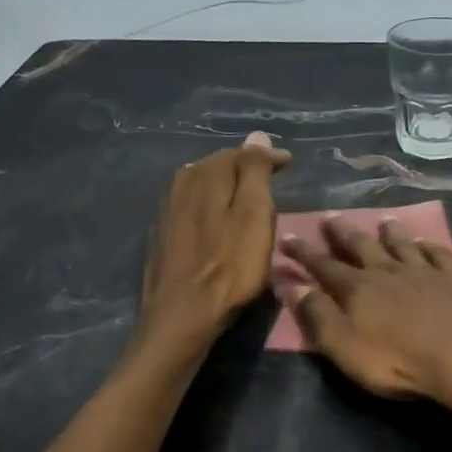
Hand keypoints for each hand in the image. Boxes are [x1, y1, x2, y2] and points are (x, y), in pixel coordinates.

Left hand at [138, 132, 291, 351]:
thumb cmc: (230, 267)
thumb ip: (255, 173)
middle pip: (216, 165)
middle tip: (269, 175)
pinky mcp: (162, 236)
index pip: (240, 154)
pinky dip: (208, 203)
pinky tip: (215, 216)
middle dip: (243, 166)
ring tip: (244, 193)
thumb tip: (256, 136)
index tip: (289, 163)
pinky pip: (189, 204)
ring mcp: (167, 211)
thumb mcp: (254, 216)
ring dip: (223, 183)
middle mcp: (181, 185)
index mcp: (205, 176)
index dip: (266, 157)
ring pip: (199, 183)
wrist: (182, 315)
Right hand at [280, 216, 451, 406]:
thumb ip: (319, 315)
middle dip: (342, 232)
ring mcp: (425, 272)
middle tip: (330, 217)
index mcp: (358, 288)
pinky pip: (439, 254)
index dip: (303, 252)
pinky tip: (426, 243)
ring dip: (390, 232)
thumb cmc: (396, 361)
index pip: (323, 265)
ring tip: (383, 220)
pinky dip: (429, 245)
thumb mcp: (344, 346)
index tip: (287, 236)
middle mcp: (388, 271)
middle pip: (361, 245)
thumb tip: (296, 286)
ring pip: (402, 244)